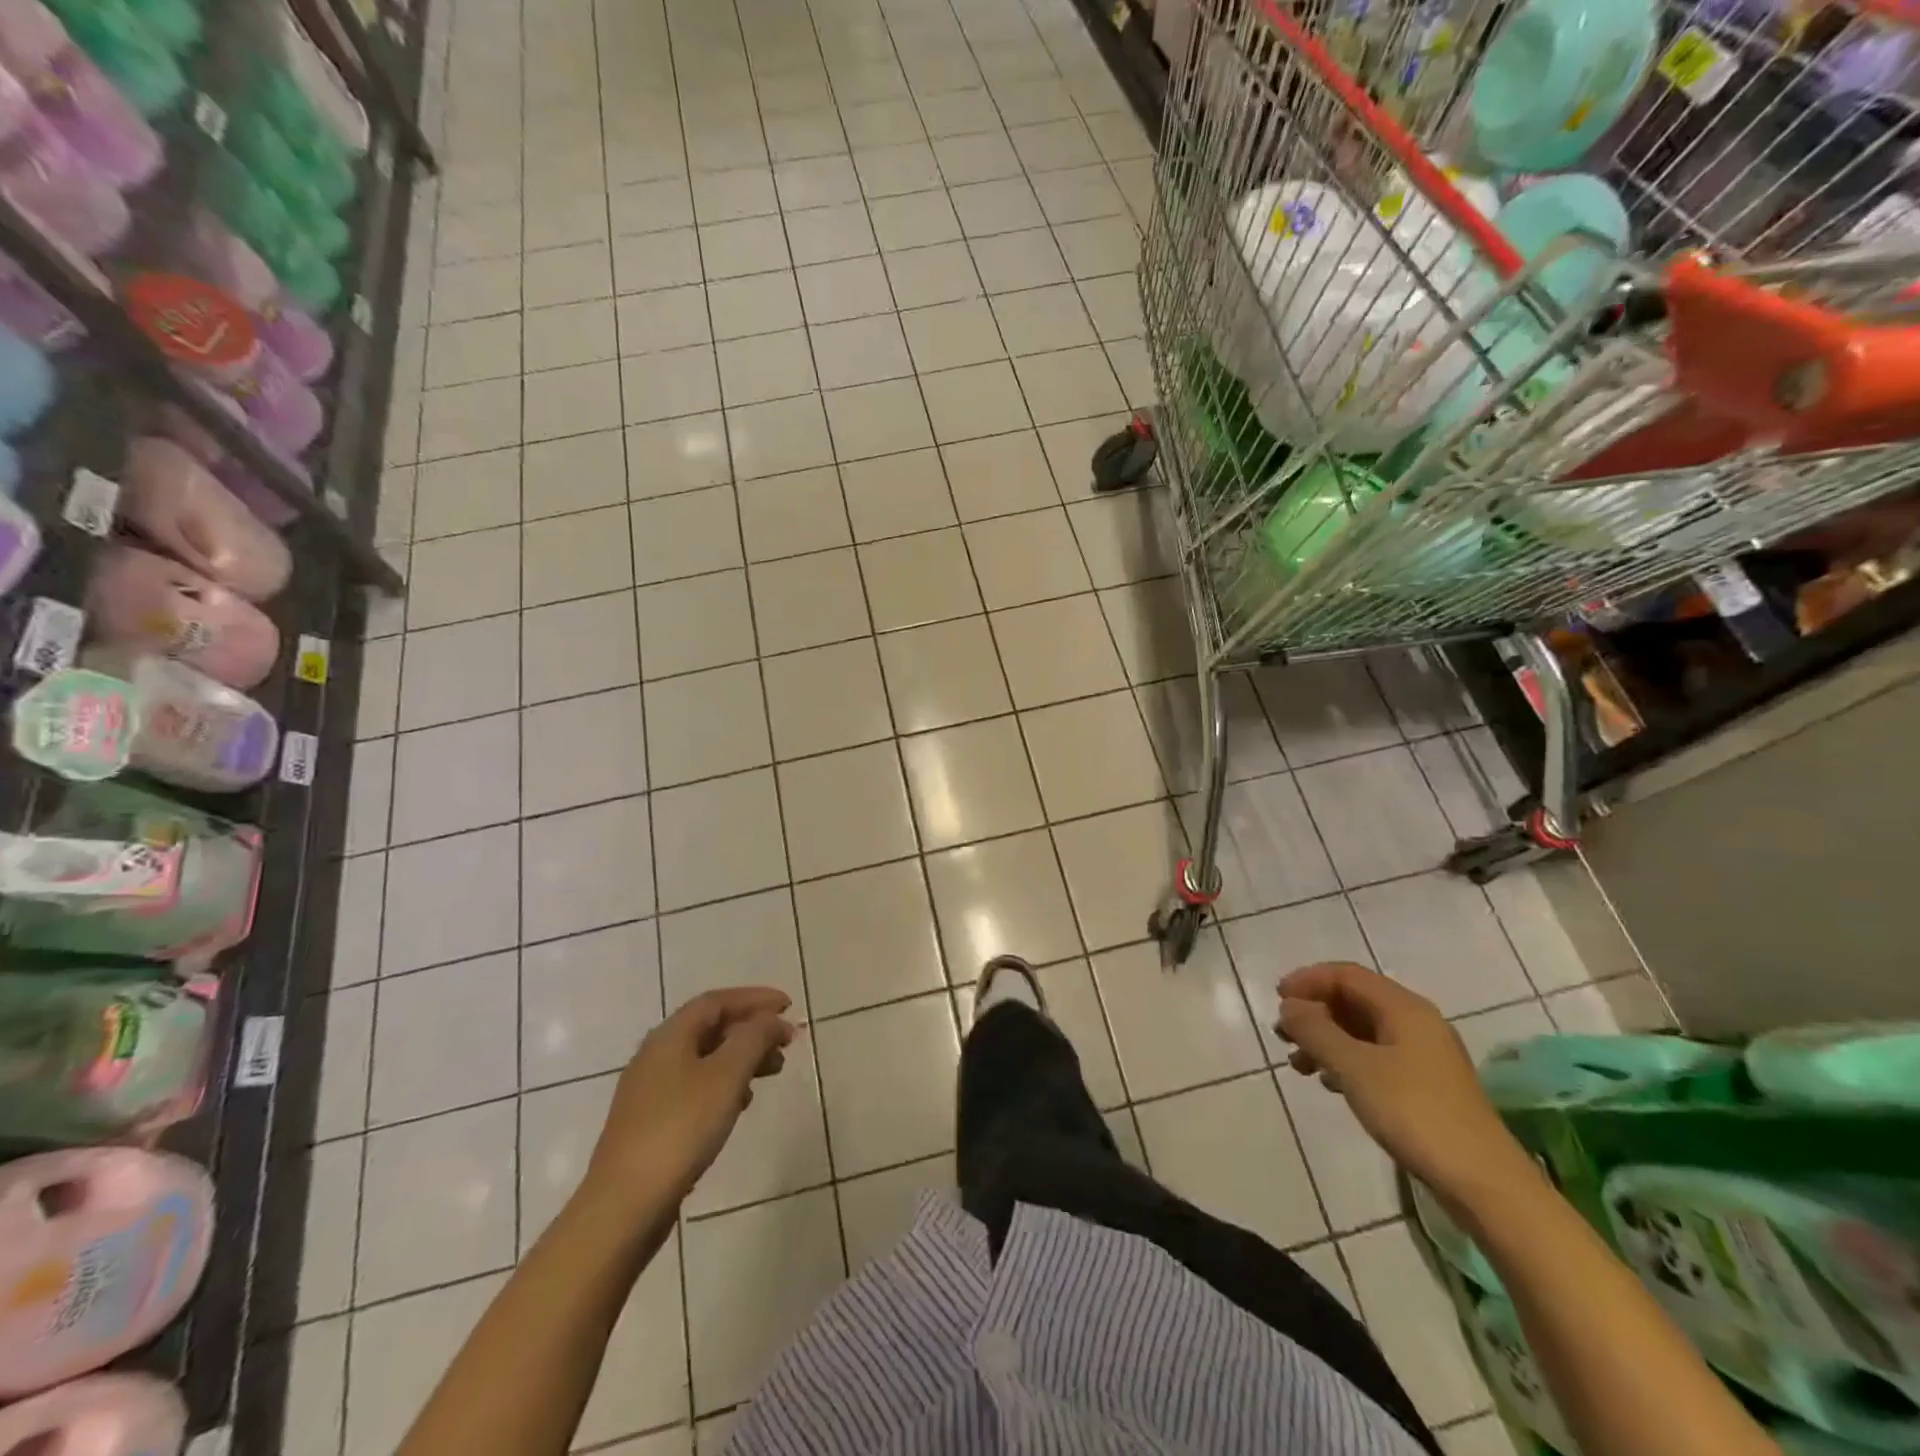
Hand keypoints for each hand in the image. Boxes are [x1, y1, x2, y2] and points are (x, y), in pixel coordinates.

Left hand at [585, 987, 795, 1209]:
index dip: (755, 998)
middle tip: (786, 1043)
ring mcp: (650, 1092)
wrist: (623, 1206)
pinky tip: (740, 1105)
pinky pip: (696, 1088)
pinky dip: (725, 1085)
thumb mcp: (726, 1076)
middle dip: (752, 1030)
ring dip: (741, 1058)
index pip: (717, 1001)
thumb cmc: (680, 1129)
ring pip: (704, 1059)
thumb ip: (754, 1038)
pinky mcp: (651, 1124)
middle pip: (710, 1028)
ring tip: (772, 1072)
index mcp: (669, 1037)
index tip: (788, 1006)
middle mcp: (655, 1056)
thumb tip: (773, 1019)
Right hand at [1275, 962, 1524, 1203]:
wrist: (1484, 1184)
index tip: (1277, 1000)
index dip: (1308, 981)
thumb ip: (1315, 1030)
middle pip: (1354, 1000)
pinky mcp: (1426, 1087)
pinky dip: (1346, 1061)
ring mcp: (1424, 1056)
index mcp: (1404, 1008)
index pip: (1346, 975)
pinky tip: (1329, 1083)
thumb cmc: (1414, 1113)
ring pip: (1363, 1031)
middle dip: (1314, 1011)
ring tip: (1298, 1064)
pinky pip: (1375, 1057)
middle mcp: (1416, 1023)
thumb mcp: (1353, 1067)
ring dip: (1326, 1039)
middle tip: (1282, 1034)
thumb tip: (1290, 1006)